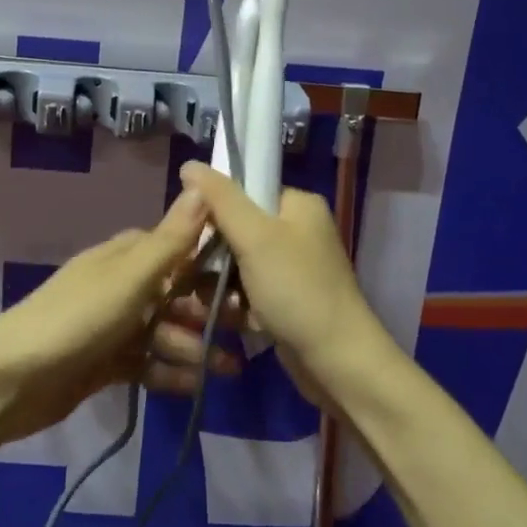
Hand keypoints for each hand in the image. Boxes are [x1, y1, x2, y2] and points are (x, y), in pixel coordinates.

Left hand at [0, 189, 239, 445]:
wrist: (11, 381)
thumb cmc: (76, 320)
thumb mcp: (129, 278)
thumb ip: (170, 240)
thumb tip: (201, 186)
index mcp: (124, 257)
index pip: (177, 248)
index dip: (212, 261)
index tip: (252, 278)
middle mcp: (119, 286)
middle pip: (174, 293)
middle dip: (208, 312)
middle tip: (247, 332)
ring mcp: (110, 326)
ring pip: (163, 331)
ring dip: (194, 348)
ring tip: (229, 371)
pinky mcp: (103, 363)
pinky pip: (145, 363)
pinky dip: (169, 373)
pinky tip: (196, 388)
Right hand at [178, 161, 402, 410]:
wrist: (338, 362)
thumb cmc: (297, 291)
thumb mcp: (254, 237)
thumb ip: (220, 198)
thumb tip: (188, 164)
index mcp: (297, 205)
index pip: (242, 190)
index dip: (212, 210)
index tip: (191, 234)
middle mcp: (298, 230)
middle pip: (235, 228)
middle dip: (213, 254)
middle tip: (197, 275)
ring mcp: (293, 267)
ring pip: (237, 263)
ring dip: (220, 284)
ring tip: (211, 303)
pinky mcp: (287, 299)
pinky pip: (248, 290)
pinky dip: (236, 304)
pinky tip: (229, 319)